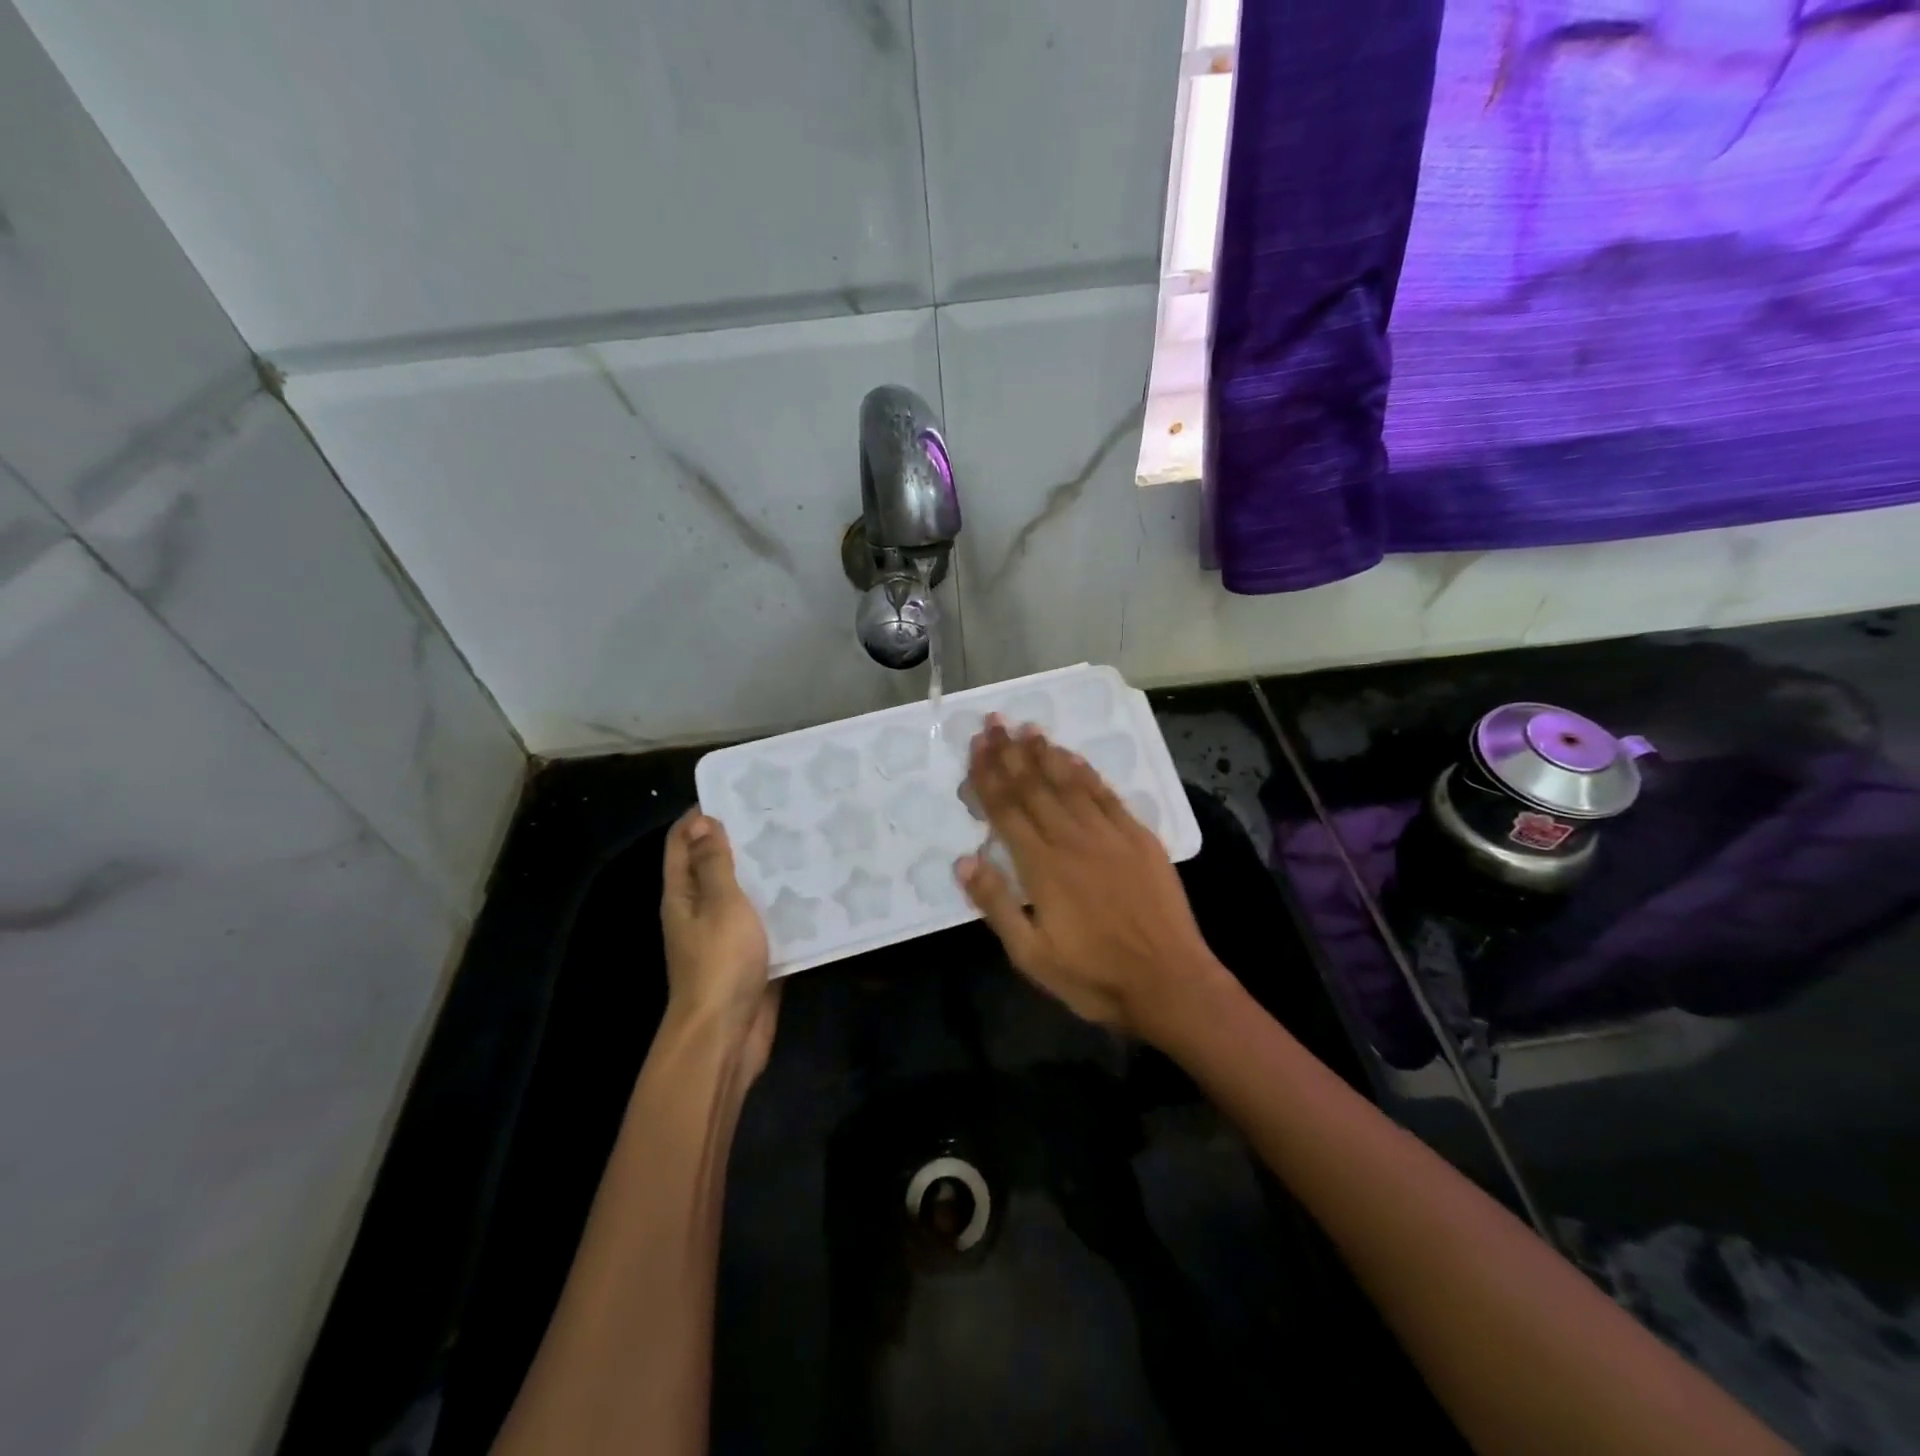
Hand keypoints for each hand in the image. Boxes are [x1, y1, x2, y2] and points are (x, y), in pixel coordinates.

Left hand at [661, 810, 779, 1078]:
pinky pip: (766, 921)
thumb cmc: (720, 962)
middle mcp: (700, 911)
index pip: (682, 843)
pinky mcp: (752, 956)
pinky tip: (812, 889)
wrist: (728, 1034)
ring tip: (802, 841)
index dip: (701, 816)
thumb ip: (713, 864)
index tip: (737, 792)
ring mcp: (726, 935)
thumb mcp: (719, 904)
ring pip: (745, 893)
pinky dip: (783, 905)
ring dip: (766, 872)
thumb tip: (701, 821)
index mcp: (683, 895)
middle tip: (781, 813)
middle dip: (741, 840)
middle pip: (715, 865)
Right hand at [956, 718, 1219, 1040]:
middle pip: (1034, 786)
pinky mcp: (1139, 837)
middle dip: (1010, 752)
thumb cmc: (1093, 975)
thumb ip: (996, 905)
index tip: (976, 745)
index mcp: (1041, 866)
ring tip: (1027, 727)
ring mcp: (1109, 834)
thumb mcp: (1031, 955)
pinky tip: (1073, 757)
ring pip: (1069, 783)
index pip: (1006, 809)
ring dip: (1045, 753)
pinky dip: (1087, 772)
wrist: (1169, 982)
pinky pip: (1106, 795)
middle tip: (995, 722)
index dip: (988, 775)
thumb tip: (963, 860)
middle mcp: (1072, 839)